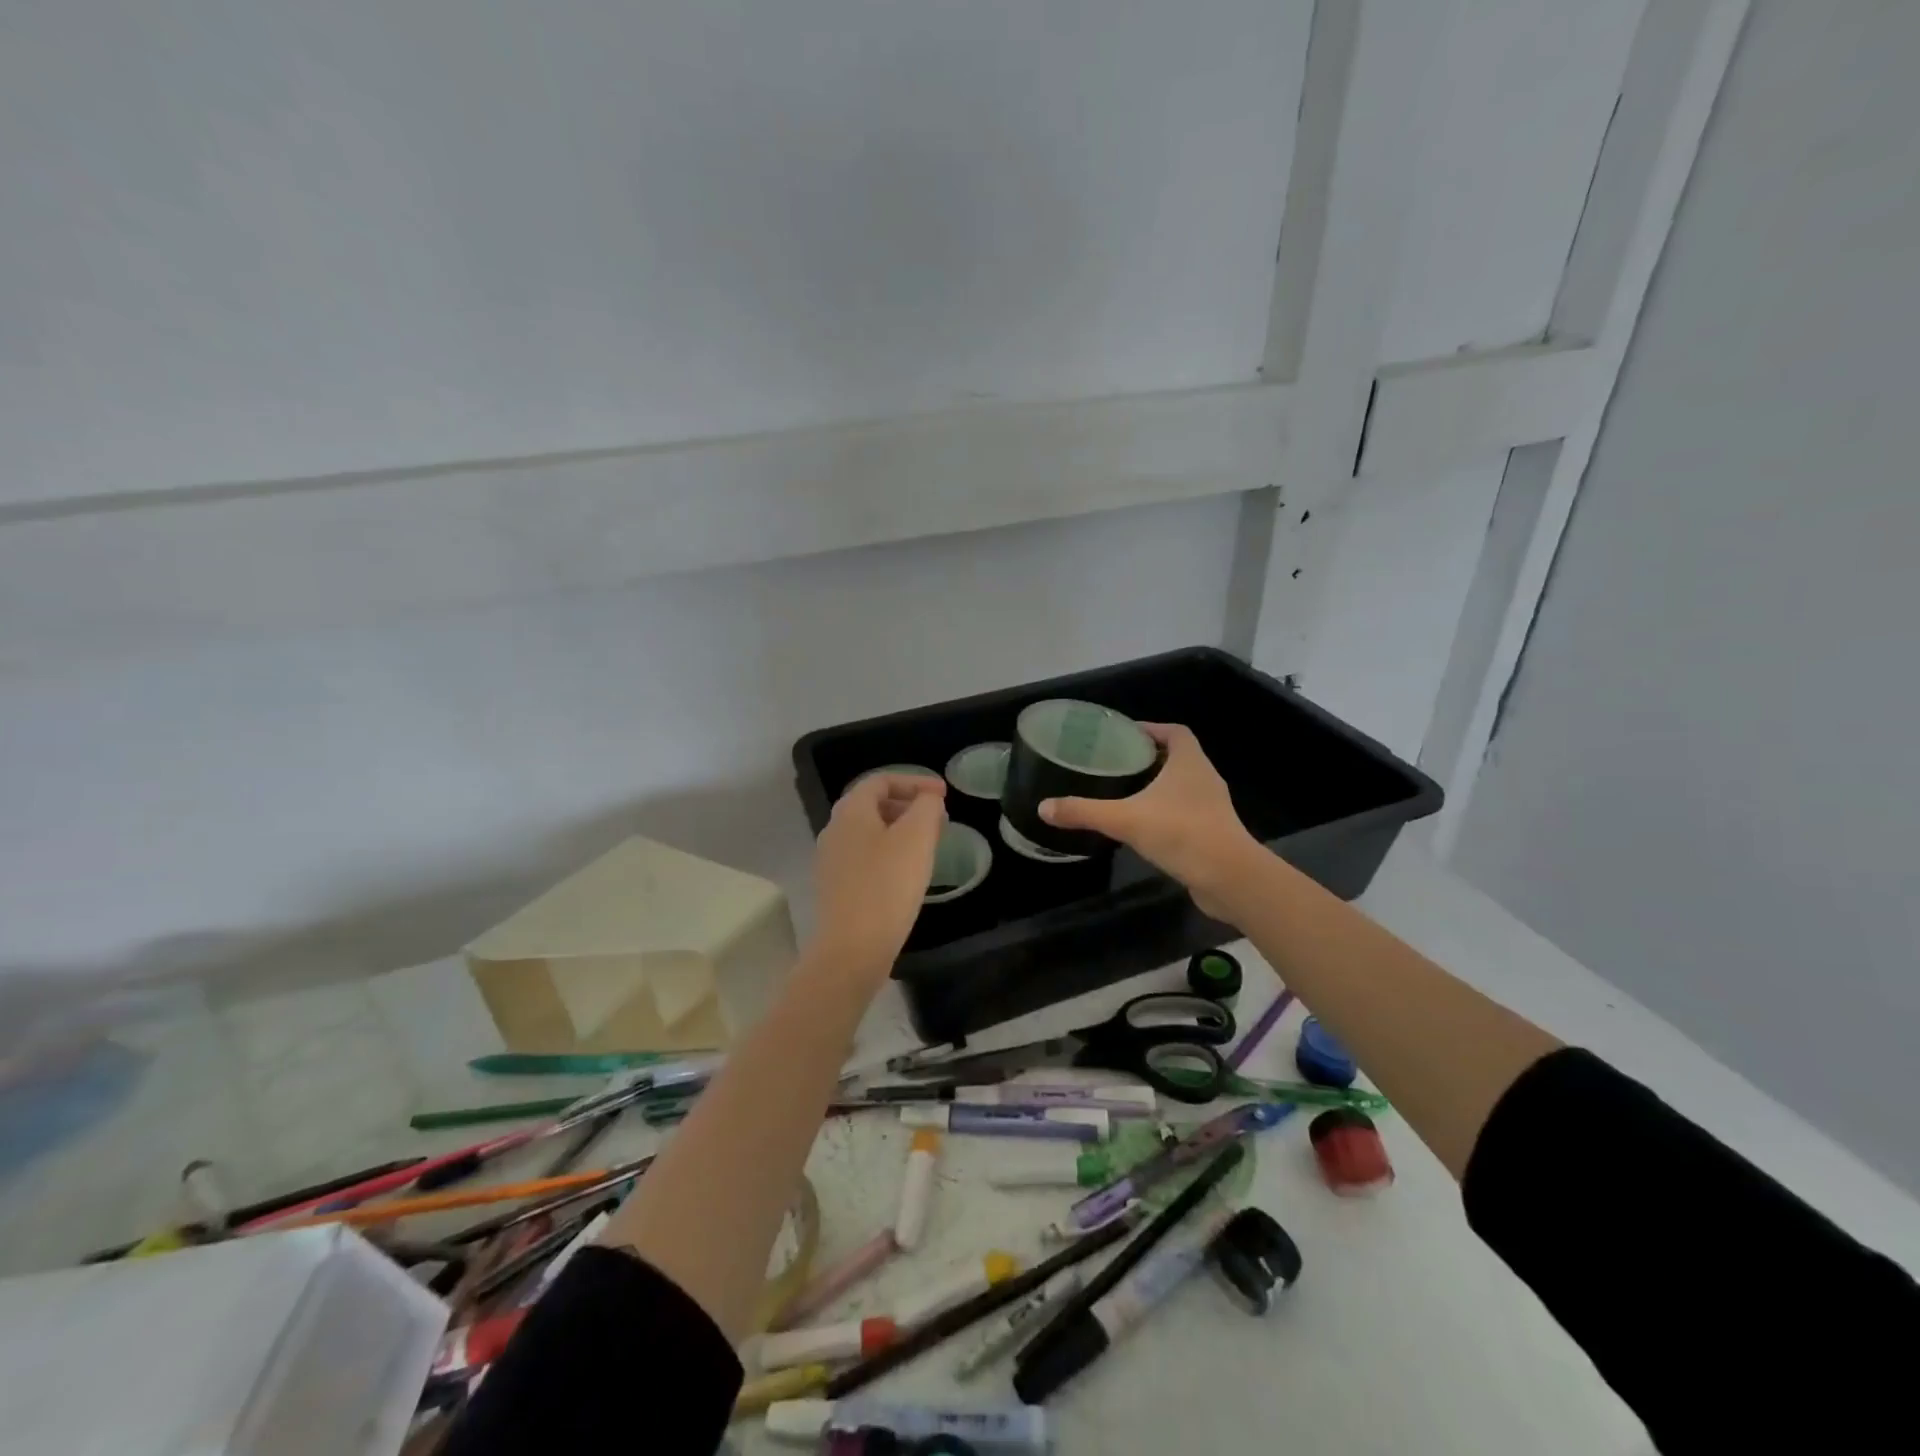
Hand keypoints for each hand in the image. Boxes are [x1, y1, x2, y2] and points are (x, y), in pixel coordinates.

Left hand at [809, 772, 947, 984]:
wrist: (852, 949)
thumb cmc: (887, 886)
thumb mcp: (917, 837)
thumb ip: (926, 807)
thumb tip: (928, 799)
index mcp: (850, 811)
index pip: (882, 781)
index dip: (915, 781)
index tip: (943, 795)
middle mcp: (834, 830)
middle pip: (873, 805)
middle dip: (908, 805)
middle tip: (938, 819)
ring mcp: (831, 861)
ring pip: (869, 833)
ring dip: (900, 831)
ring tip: (927, 845)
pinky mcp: (836, 888)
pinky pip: (865, 858)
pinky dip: (889, 854)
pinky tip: (907, 874)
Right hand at [1040, 723, 1263, 920]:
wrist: (1229, 879)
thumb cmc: (1180, 833)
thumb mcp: (1125, 819)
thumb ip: (1084, 812)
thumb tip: (1044, 807)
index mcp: (1189, 762)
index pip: (1175, 732)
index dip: (1152, 729)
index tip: (1126, 735)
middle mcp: (1205, 778)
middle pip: (1178, 757)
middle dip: (1150, 758)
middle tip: (1116, 764)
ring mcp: (1212, 807)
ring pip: (1182, 787)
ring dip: (1158, 786)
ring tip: (1125, 793)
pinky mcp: (1213, 833)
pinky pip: (1186, 813)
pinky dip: (1166, 813)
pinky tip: (1143, 826)